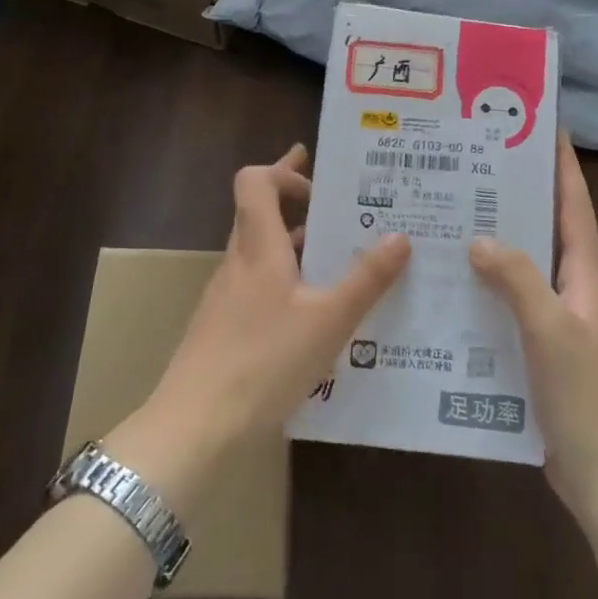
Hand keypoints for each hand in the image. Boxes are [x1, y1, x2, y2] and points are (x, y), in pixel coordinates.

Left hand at [111, 146, 409, 505]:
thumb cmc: (264, 360)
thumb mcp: (329, 320)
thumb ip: (367, 279)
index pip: (254, 181)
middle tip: (344, 207)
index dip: (283, 171)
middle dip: (299, 204)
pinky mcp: (225, 327)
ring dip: (298, 247)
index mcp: (258, 247)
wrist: (196, 426)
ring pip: (264, 253)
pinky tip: (318, 314)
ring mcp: (227, 296)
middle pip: (261, 214)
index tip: (319, 183)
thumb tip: (401, 236)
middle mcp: (239, 262)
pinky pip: (261, 286)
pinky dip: (289, 283)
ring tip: (344, 260)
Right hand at [470, 134, 597, 521]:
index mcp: (583, 275)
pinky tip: (448, 283)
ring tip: (451, 215)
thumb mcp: (550, 327)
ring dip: (494, 240)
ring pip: (521, 265)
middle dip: (518, 195)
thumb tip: (479, 238)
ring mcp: (552, 318)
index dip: (563, 166)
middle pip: (544, 228)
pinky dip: (482, 285)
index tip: (543, 128)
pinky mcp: (533, 346)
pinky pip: (505, 300)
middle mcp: (569, 288)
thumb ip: (517, 279)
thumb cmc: (583, 392)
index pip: (574, 207)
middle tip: (475, 167)